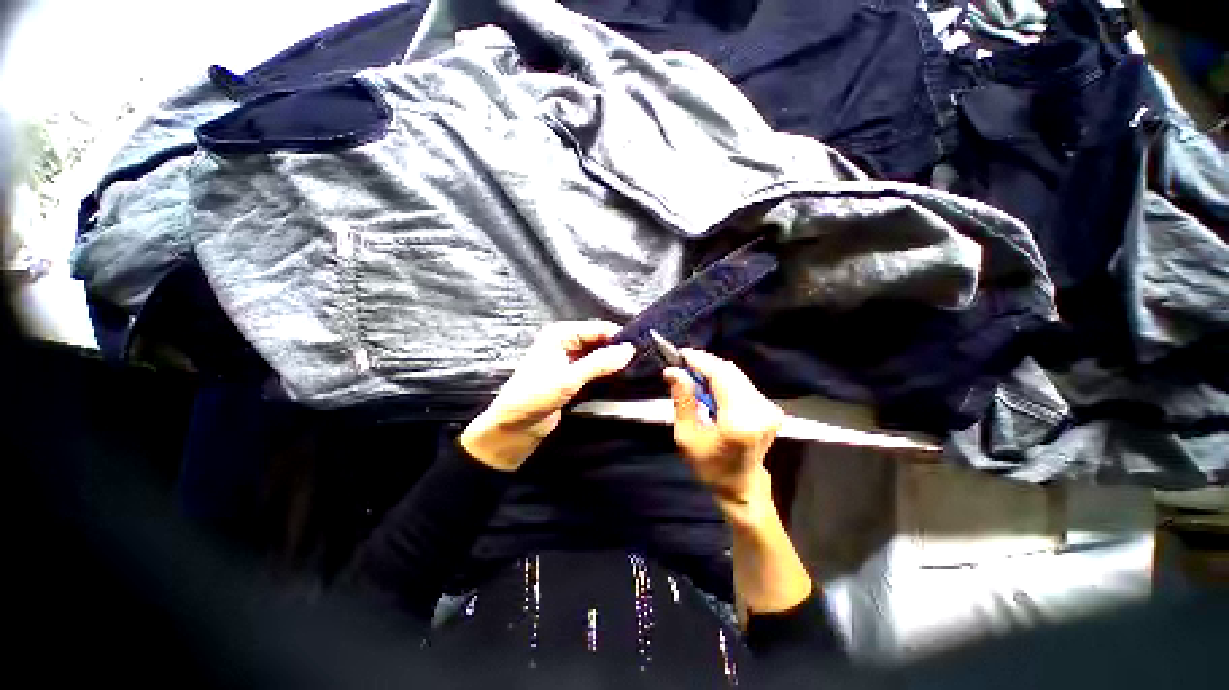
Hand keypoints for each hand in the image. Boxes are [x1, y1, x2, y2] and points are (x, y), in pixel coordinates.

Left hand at [460, 320, 635, 470]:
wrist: (515, 427)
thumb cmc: (535, 396)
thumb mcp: (568, 379)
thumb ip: (599, 363)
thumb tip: (629, 350)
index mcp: (560, 335)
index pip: (597, 329)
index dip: (618, 337)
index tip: (641, 347)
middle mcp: (566, 343)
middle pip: (599, 341)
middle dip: (618, 349)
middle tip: (643, 359)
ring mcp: (570, 360)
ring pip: (599, 355)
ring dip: (614, 362)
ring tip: (637, 368)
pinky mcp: (574, 377)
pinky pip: (595, 369)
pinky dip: (607, 372)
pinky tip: (622, 377)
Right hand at [664, 349, 783, 520]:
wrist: (741, 487)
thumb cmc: (709, 467)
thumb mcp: (686, 437)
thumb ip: (682, 401)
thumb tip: (673, 371)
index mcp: (739, 422)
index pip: (720, 377)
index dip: (700, 361)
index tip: (681, 354)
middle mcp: (759, 411)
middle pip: (730, 371)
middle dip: (705, 364)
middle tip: (683, 365)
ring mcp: (768, 409)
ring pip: (737, 375)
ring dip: (714, 371)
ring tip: (693, 375)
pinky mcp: (770, 408)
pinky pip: (743, 383)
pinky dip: (724, 380)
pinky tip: (710, 386)